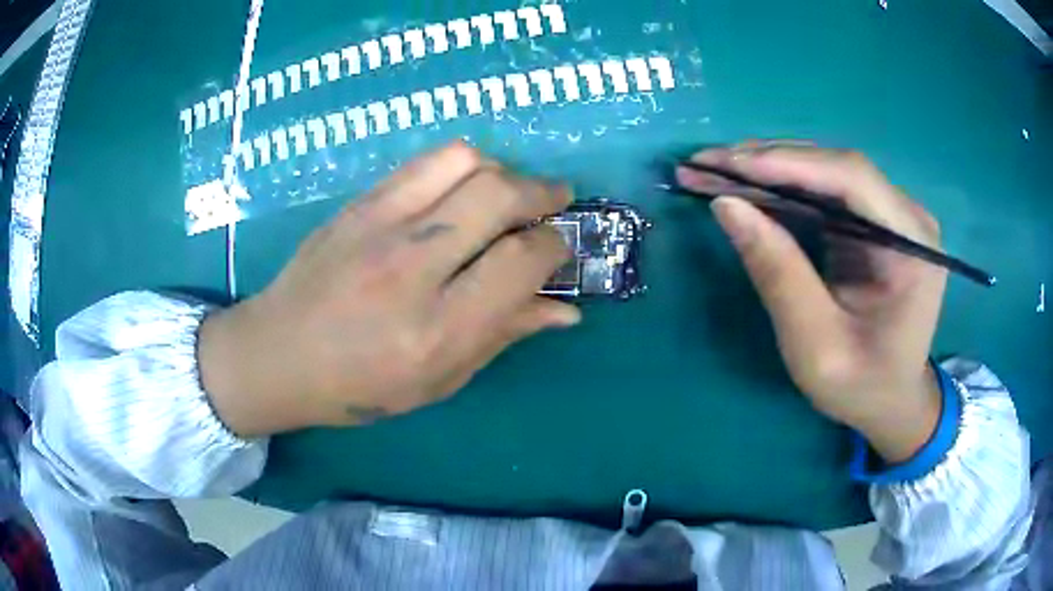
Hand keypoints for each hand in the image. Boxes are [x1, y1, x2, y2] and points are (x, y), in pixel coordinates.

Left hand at [198, 142, 579, 436]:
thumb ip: (503, 336)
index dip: (554, 247)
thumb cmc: (359, 385)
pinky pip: (425, 162)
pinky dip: (462, 165)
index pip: (521, 263)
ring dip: (502, 170)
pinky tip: (463, 187)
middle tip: (554, 202)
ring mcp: (379, 227)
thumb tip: (566, 309)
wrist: (278, 353)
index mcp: (436, 331)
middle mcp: (411, 269)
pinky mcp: (358, 204)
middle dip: (542, 193)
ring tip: (507, 192)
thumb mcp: (439, 380)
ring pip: (465, 162)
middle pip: (499, 196)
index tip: (556, 249)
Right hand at [677, 144, 946, 462]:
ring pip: (824, 172)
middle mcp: (906, 215)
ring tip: (712, 172)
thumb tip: (726, 205)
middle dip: (767, 161)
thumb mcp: (817, 346)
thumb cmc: (862, 386)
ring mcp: (890, 214)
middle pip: (835, 167)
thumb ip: (778, 275)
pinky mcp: (872, 221)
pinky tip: (745, 189)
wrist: (890, 402)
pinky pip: (823, 192)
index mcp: (912, 244)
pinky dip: (780, 189)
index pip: (851, 178)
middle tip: (704, 164)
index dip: (788, 164)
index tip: (725, 166)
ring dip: (767, 170)